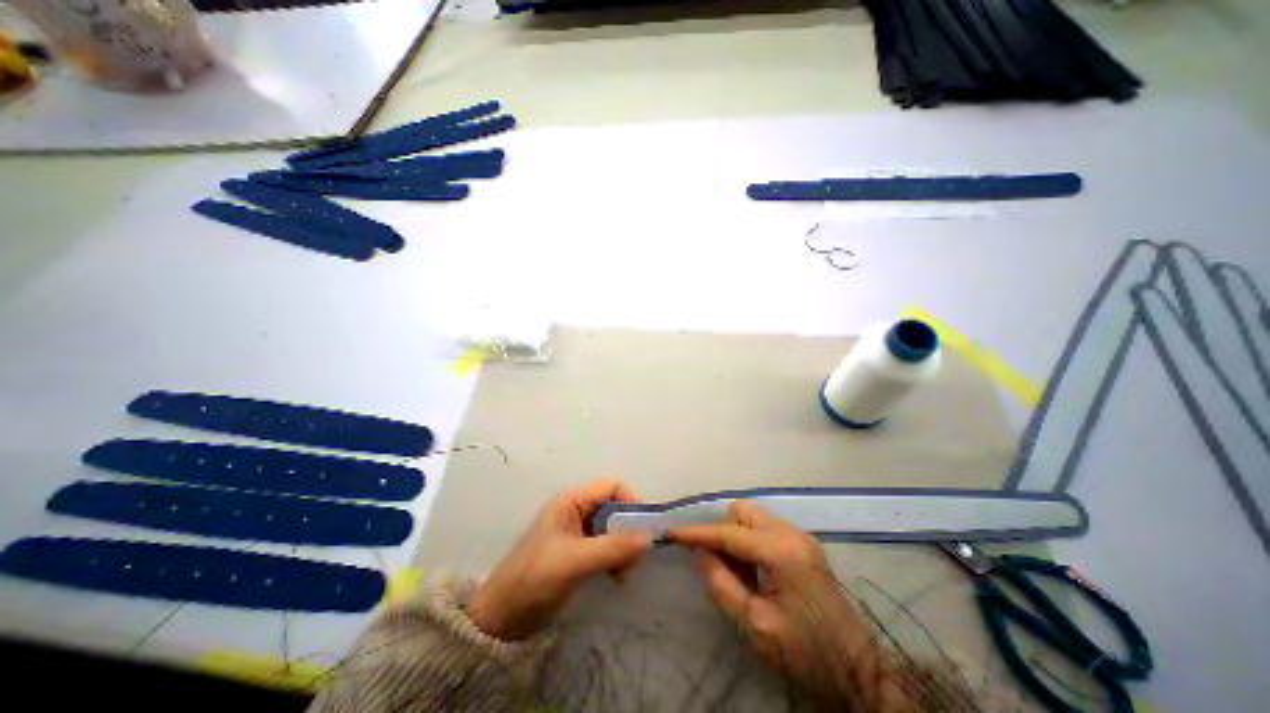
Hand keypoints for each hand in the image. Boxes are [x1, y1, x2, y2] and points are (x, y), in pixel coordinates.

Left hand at [466, 480, 654, 640]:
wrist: (501, 618)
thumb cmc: (535, 579)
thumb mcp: (575, 561)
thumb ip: (613, 548)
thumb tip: (650, 538)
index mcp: (571, 501)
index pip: (611, 487)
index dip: (631, 502)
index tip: (644, 528)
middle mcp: (575, 509)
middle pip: (614, 507)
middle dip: (628, 529)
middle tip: (635, 557)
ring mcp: (576, 530)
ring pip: (612, 527)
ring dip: (623, 546)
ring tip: (624, 572)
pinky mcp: (577, 550)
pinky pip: (605, 544)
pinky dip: (615, 557)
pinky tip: (616, 577)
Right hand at [667, 502, 885, 706]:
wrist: (860, 672)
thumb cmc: (805, 654)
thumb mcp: (756, 626)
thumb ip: (722, 585)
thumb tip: (700, 554)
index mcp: (781, 551)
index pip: (729, 533)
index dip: (698, 533)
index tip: (672, 533)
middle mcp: (791, 533)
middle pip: (742, 512)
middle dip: (723, 532)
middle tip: (721, 567)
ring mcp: (800, 536)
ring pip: (753, 517)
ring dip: (737, 538)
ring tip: (741, 575)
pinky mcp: (803, 544)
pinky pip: (765, 529)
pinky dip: (751, 543)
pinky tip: (756, 572)